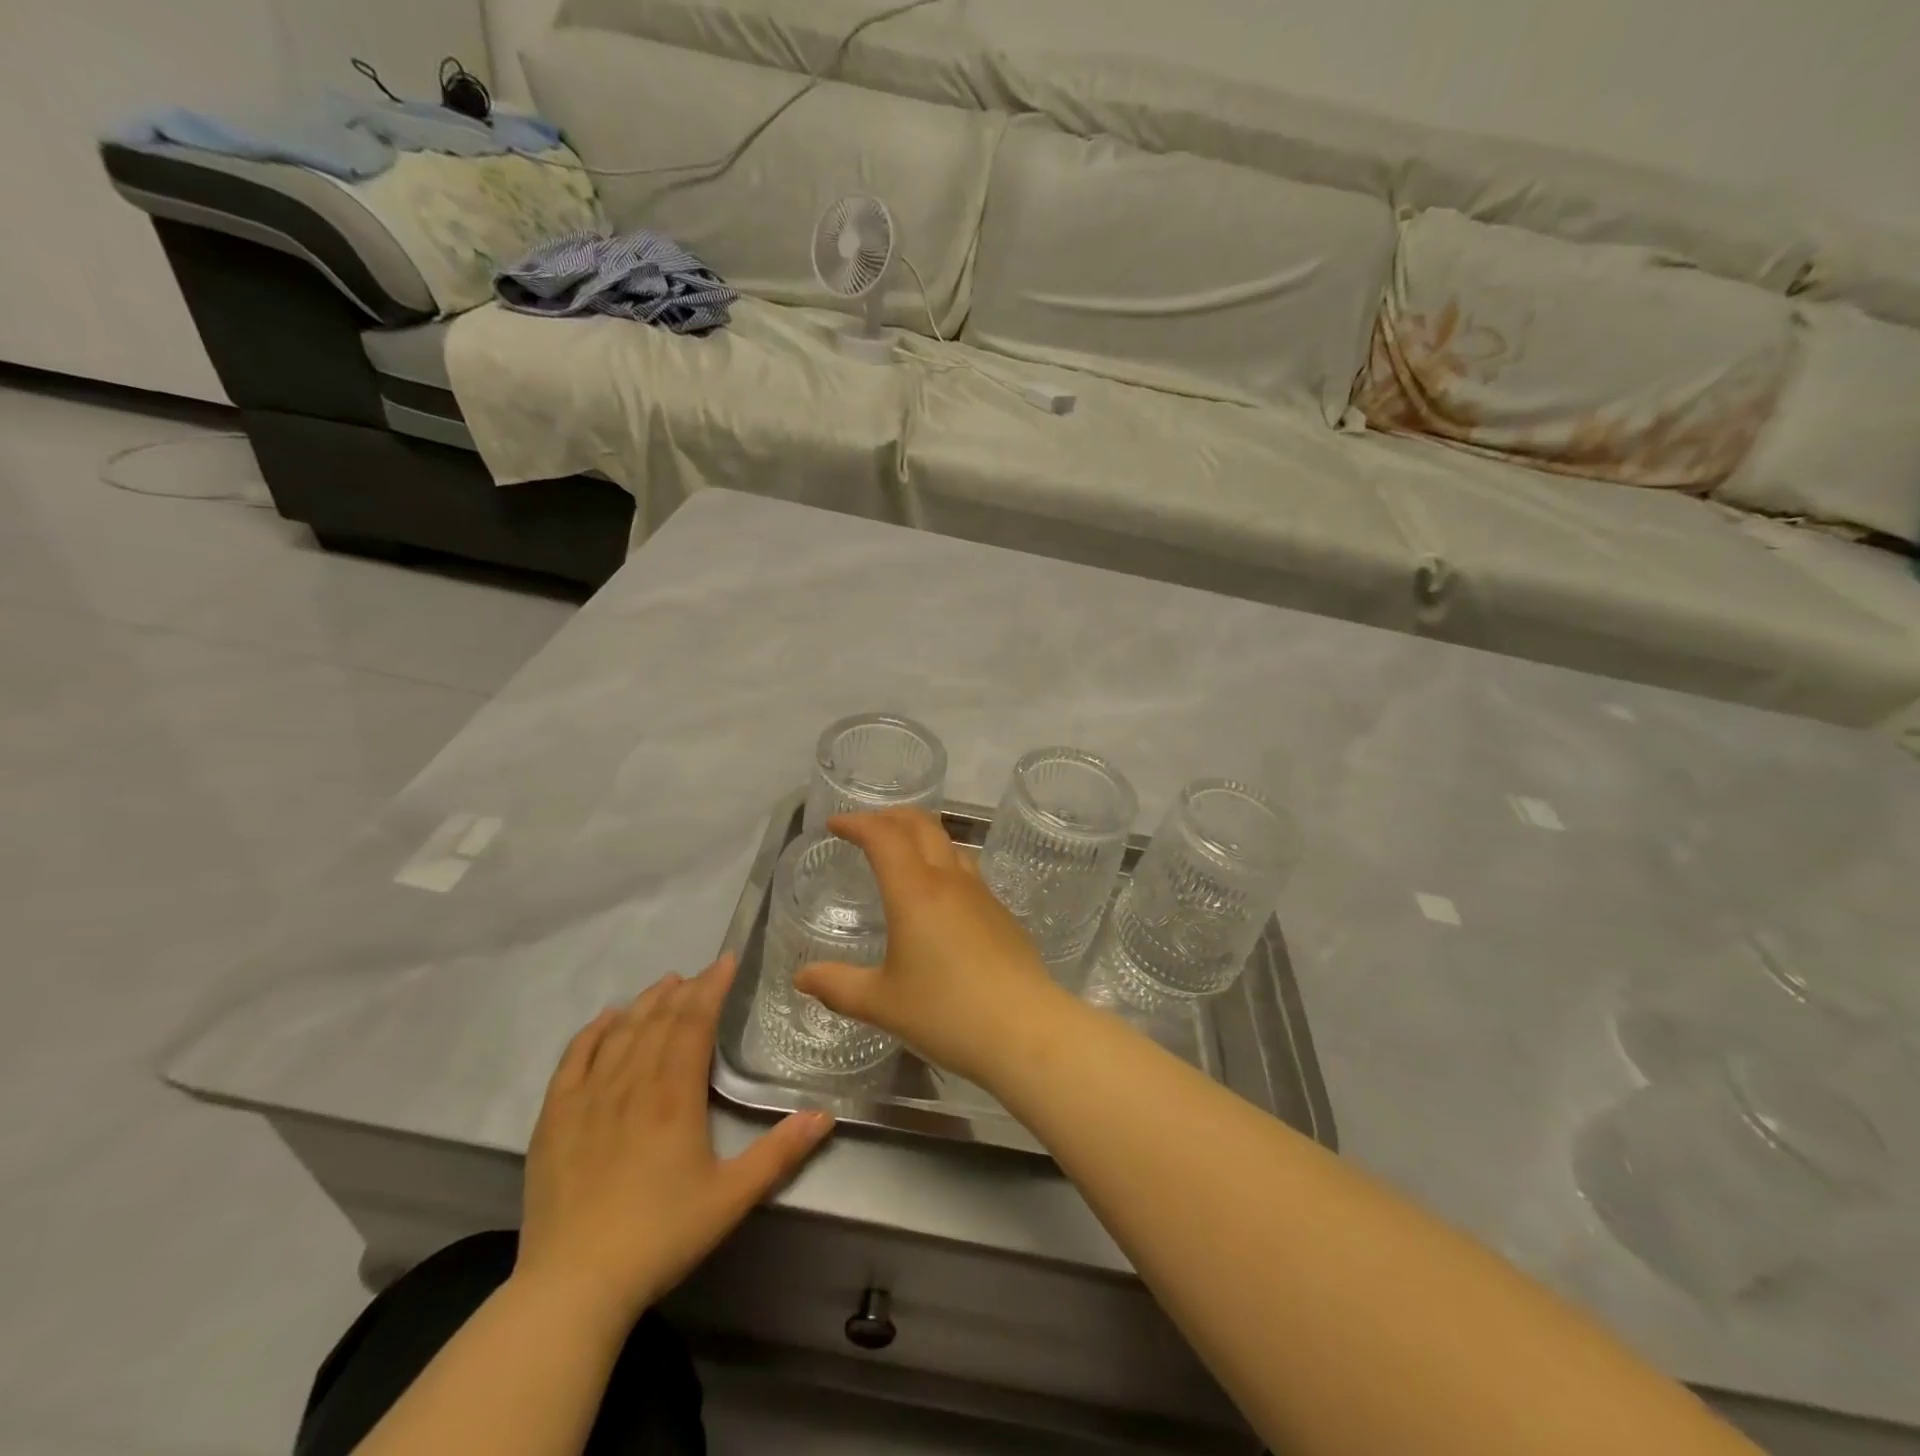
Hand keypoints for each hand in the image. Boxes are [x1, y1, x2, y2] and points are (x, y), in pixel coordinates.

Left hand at [515, 955, 833, 1324]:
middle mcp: (631, 1083)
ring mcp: (588, 1098)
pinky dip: (593, 1032)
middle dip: (683, 990)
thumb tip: (826, 1115)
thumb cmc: (661, 1236)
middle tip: (701, 974)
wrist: (573, 1286)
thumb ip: (780, 1152)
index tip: (726, 962)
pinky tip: (606, 1018)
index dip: (711, 987)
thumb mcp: (732, 1197)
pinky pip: (574, 1058)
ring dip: (645, 1003)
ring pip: (620, 1032)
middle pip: (659, 1020)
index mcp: (674, 1095)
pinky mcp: (555, 1118)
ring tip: (664, 984)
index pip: (694, 1022)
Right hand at [794, 809, 1067, 1084]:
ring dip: (921, 836)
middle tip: (866, 826)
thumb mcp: (882, 1003)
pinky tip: (939, 898)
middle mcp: (950, 881)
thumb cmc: (946, 1013)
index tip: (835, 825)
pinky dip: (943, 864)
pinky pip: (968, 872)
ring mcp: (982, 895)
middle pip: (922, 825)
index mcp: (915, 892)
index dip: (857, 823)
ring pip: (950, 844)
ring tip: (902, 854)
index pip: (884, 836)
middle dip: (890, 816)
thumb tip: (802, 977)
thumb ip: (838, 986)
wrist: (1025, 1030)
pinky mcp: (1002, 914)